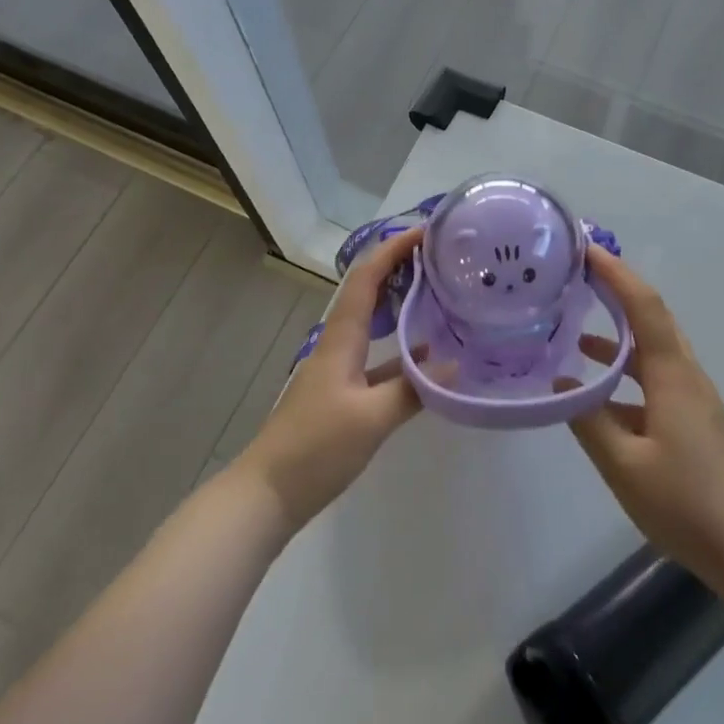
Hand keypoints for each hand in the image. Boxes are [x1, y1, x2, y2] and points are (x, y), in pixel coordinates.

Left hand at [236, 225, 424, 530]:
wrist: (267, 492)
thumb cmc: (315, 448)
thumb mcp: (371, 419)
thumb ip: (414, 390)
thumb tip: (455, 365)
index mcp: (341, 338)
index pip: (367, 278)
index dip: (393, 249)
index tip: (426, 231)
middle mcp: (338, 343)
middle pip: (368, 291)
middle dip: (399, 265)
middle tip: (438, 255)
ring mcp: (338, 367)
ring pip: (373, 321)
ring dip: (400, 301)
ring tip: (437, 290)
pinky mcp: (342, 392)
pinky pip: (376, 355)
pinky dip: (401, 347)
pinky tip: (427, 355)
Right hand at [566, 248, 723, 592]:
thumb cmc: (688, 504)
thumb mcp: (625, 466)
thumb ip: (589, 421)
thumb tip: (561, 385)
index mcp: (672, 375)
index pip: (643, 306)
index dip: (615, 273)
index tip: (584, 251)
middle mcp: (686, 375)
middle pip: (651, 317)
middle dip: (616, 290)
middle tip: (577, 276)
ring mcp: (694, 399)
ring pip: (653, 349)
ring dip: (619, 333)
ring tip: (575, 330)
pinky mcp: (695, 421)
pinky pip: (656, 378)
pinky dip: (626, 370)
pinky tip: (599, 394)